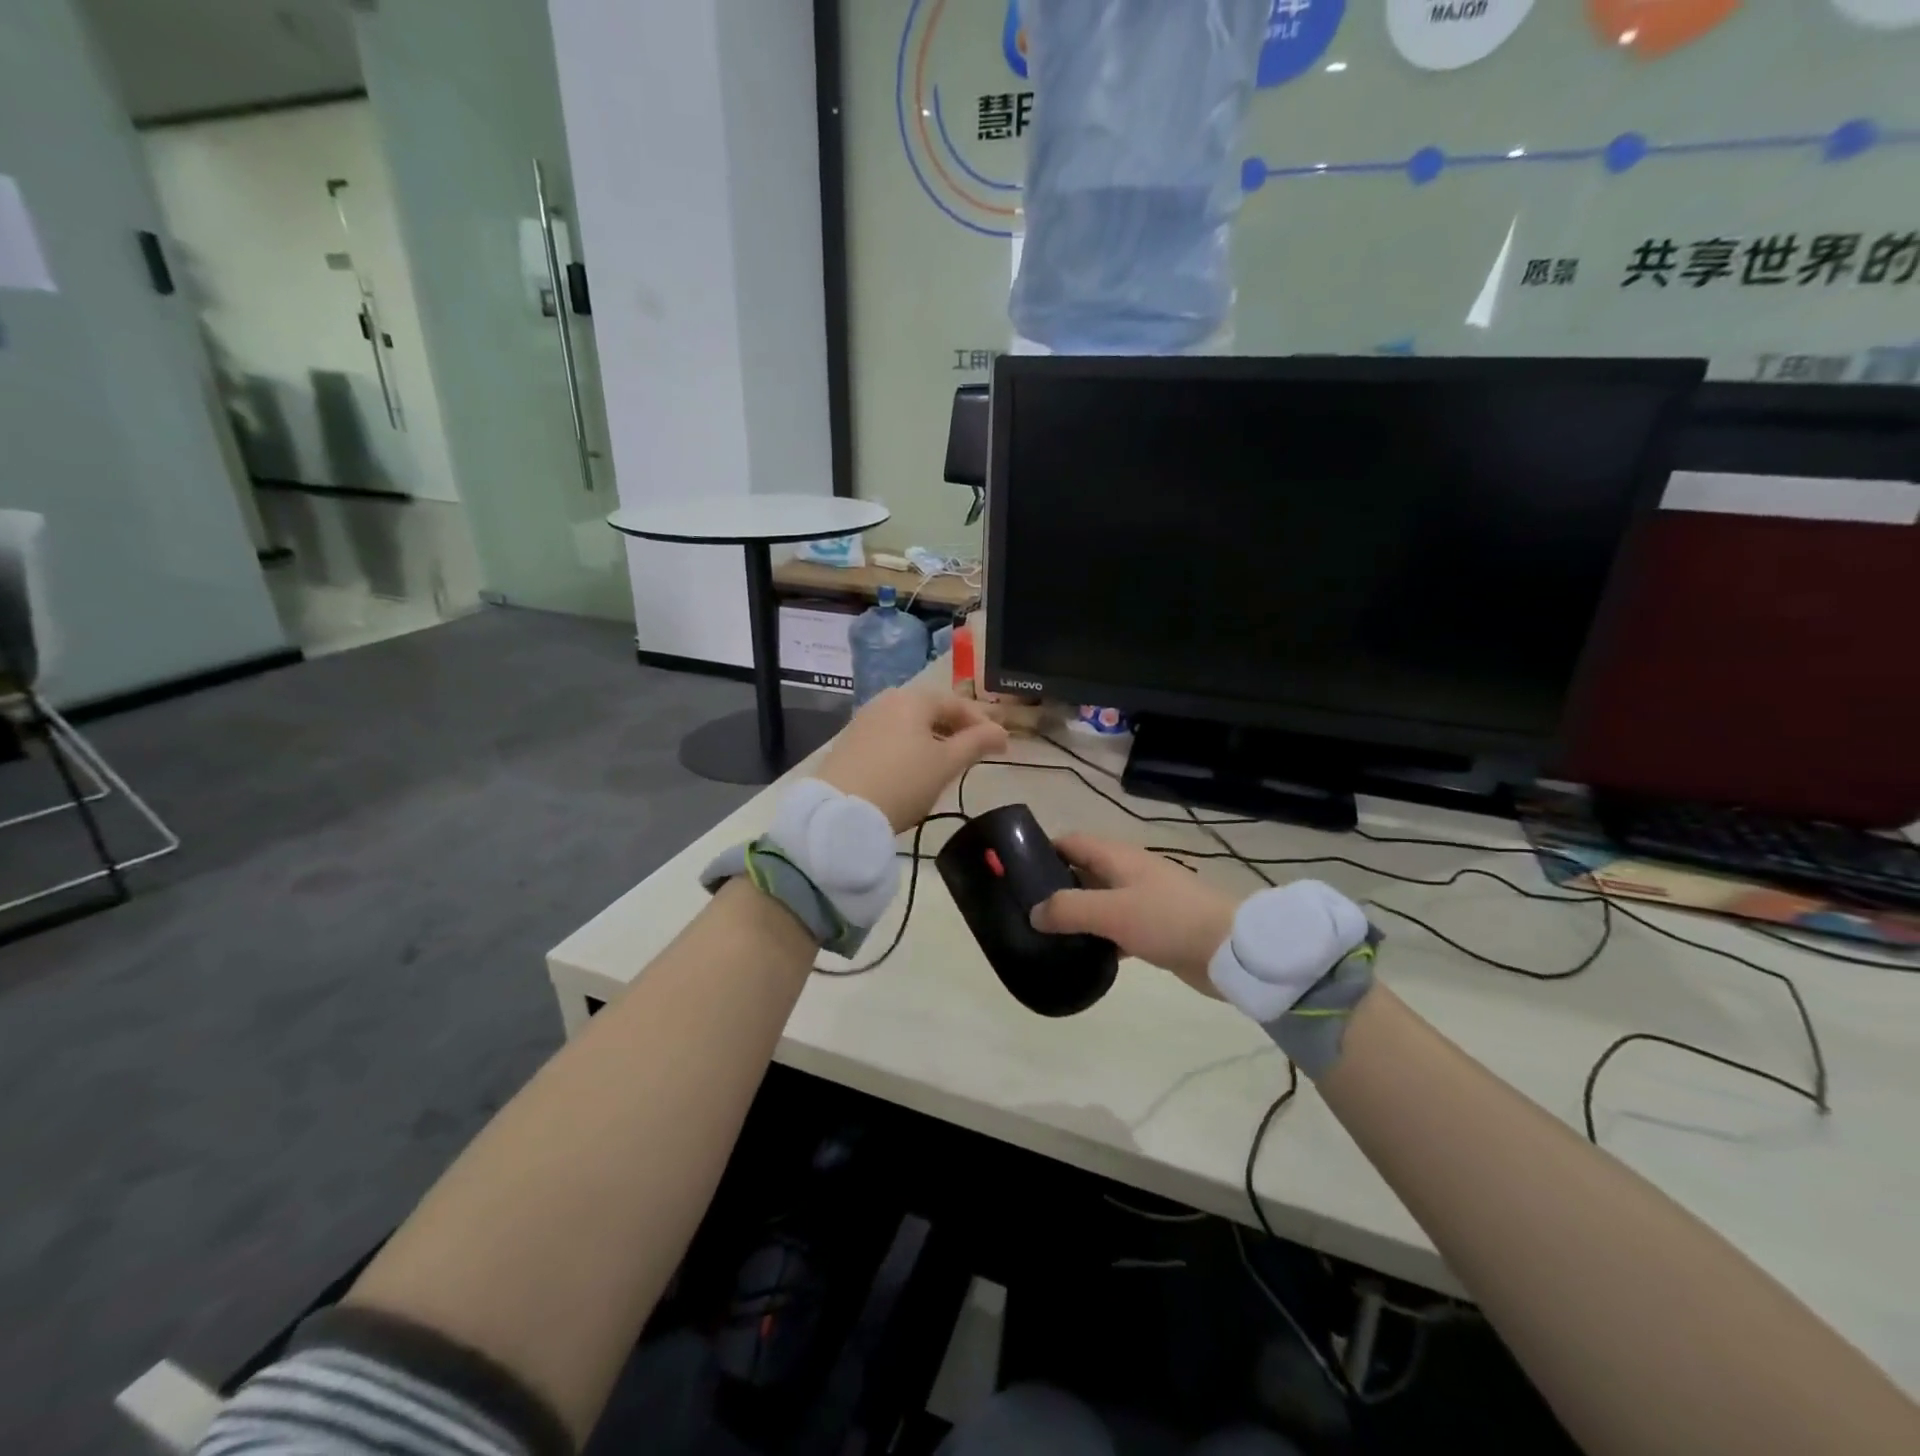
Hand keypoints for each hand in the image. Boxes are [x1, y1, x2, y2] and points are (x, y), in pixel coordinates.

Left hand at [817, 689, 1007, 831]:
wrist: (840, 812)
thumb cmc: (902, 782)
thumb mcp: (946, 764)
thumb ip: (976, 743)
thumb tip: (1001, 732)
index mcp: (913, 699)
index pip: (957, 703)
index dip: (982, 723)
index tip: (1000, 746)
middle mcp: (887, 701)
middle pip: (931, 710)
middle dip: (956, 729)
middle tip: (975, 752)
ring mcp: (865, 720)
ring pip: (909, 724)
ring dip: (933, 739)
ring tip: (947, 763)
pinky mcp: (850, 742)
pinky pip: (890, 736)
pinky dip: (909, 747)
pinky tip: (914, 769)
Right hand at [1030, 836, 1238, 995]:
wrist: (1229, 951)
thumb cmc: (1168, 919)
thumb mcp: (1112, 911)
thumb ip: (1068, 909)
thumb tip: (1033, 913)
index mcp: (1118, 858)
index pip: (1072, 842)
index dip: (1044, 850)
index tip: (1016, 872)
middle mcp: (1128, 873)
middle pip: (1083, 871)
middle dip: (1055, 886)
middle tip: (1025, 910)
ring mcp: (1143, 900)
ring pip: (1098, 902)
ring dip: (1076, 915)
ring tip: (1045, 936)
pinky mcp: (1154, 928)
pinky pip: (1115, 927)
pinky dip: (1098, 937)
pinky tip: (1081, 956)